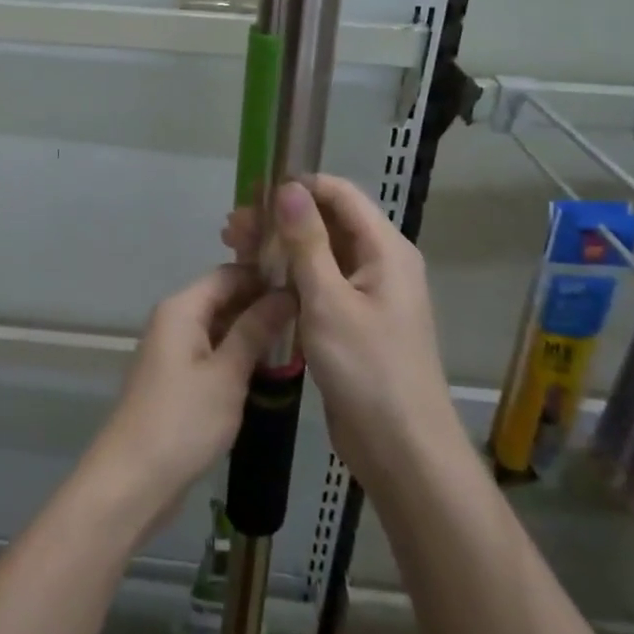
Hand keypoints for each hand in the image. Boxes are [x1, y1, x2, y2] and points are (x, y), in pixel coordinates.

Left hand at [91, 265, 292, 519]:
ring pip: (220, 327)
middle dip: (262, 306)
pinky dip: (238, 356)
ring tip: (299, 344)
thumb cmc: (183, 421)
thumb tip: (285, 293)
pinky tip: (269, 371)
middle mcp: (174, 320)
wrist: (134, 479)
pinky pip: (212, 352)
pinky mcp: (176, 378)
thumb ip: (255, 330)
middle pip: (223, 298)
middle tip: (310, 321)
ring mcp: (173, 350)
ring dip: (253, 334)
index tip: (306, 288)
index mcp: (181, 308)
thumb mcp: (227, 373)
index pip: (229, 274)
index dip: (266, 277)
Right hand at [224, 176, 455, 487]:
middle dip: (279, 218)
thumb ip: (306, 242)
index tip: (253, 191)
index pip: (340, 194)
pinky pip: (318, 283)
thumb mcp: (329, 300)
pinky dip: (288, 275)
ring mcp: (366, 293)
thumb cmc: (367, 368)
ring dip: (279, 246)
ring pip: (318, 253)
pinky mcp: (352, 320)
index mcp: (385, 250)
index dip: (298, 185)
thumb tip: (288, 188)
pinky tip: (254, 279)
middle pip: (326, 222)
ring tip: (233, 246)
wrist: (401, 448)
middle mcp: (379, 263)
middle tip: (232, 226)